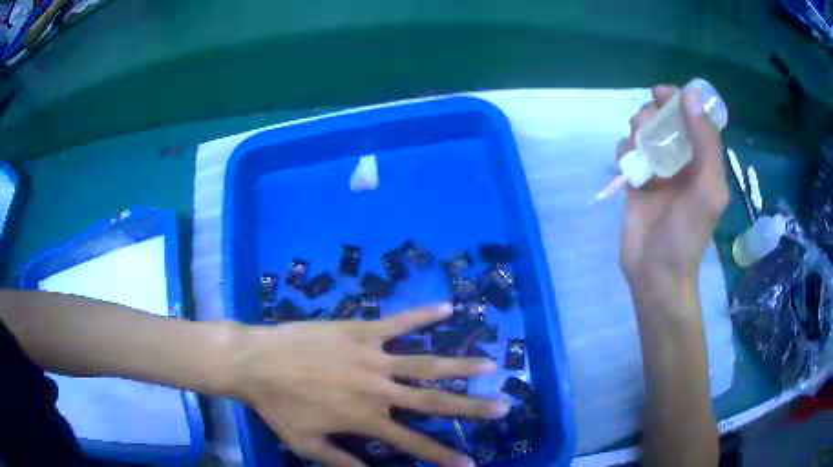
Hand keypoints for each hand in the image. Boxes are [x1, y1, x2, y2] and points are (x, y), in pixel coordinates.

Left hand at [231, 304, 505, 466]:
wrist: (256, 362)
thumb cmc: (279, 407)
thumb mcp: (308, 445)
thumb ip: (344, 463)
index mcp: (365, 419)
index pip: (414, 444)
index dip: (444, 457)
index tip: (471, 463)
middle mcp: (378, 390)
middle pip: (434, 401)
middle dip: (472, 407)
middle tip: (503, 407)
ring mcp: (372, 357)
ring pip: (426, 361)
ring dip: (462, 364)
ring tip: (492, 363)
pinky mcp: (361, 331)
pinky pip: (399, 322)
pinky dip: (424, 315)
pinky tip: (448, 308)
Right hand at [618, 85, 728, 291]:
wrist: (655, 273)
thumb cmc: (687, 236)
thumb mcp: (707, 189)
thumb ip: (705, 143)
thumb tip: (692, 95)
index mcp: (704, 162)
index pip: (695, 119)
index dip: (680, 100)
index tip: (662, 94)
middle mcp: (683, 162)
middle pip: (667, 121)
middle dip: (655, 114)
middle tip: (646, 123)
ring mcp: (659, 171)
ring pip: (646, 133)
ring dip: (638, 130)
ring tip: (637, 144)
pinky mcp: (638, 181)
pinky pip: (629, 152)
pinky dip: (626, 150)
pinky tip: (629, 165)